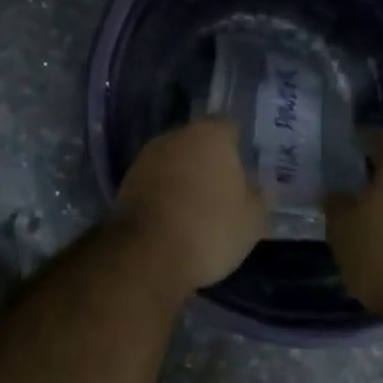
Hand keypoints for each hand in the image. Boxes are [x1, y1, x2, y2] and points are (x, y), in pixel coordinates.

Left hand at [114, 119, 267, 292]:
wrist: (148, 255)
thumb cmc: (211, 228)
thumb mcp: (253, 217)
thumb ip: (257, 194)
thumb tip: (251, 184)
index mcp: (210, 134)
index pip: (229, 128)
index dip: (238, 148)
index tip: (245, 170)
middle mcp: (174, 137)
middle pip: (197, 143)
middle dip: (208, 161)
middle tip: (223, 189)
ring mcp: (145, 159)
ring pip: (173, 163)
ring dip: (183, 178)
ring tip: (198, 208)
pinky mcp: (125, 184)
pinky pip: (155, 184)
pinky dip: (164, 195)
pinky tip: (174, 218)